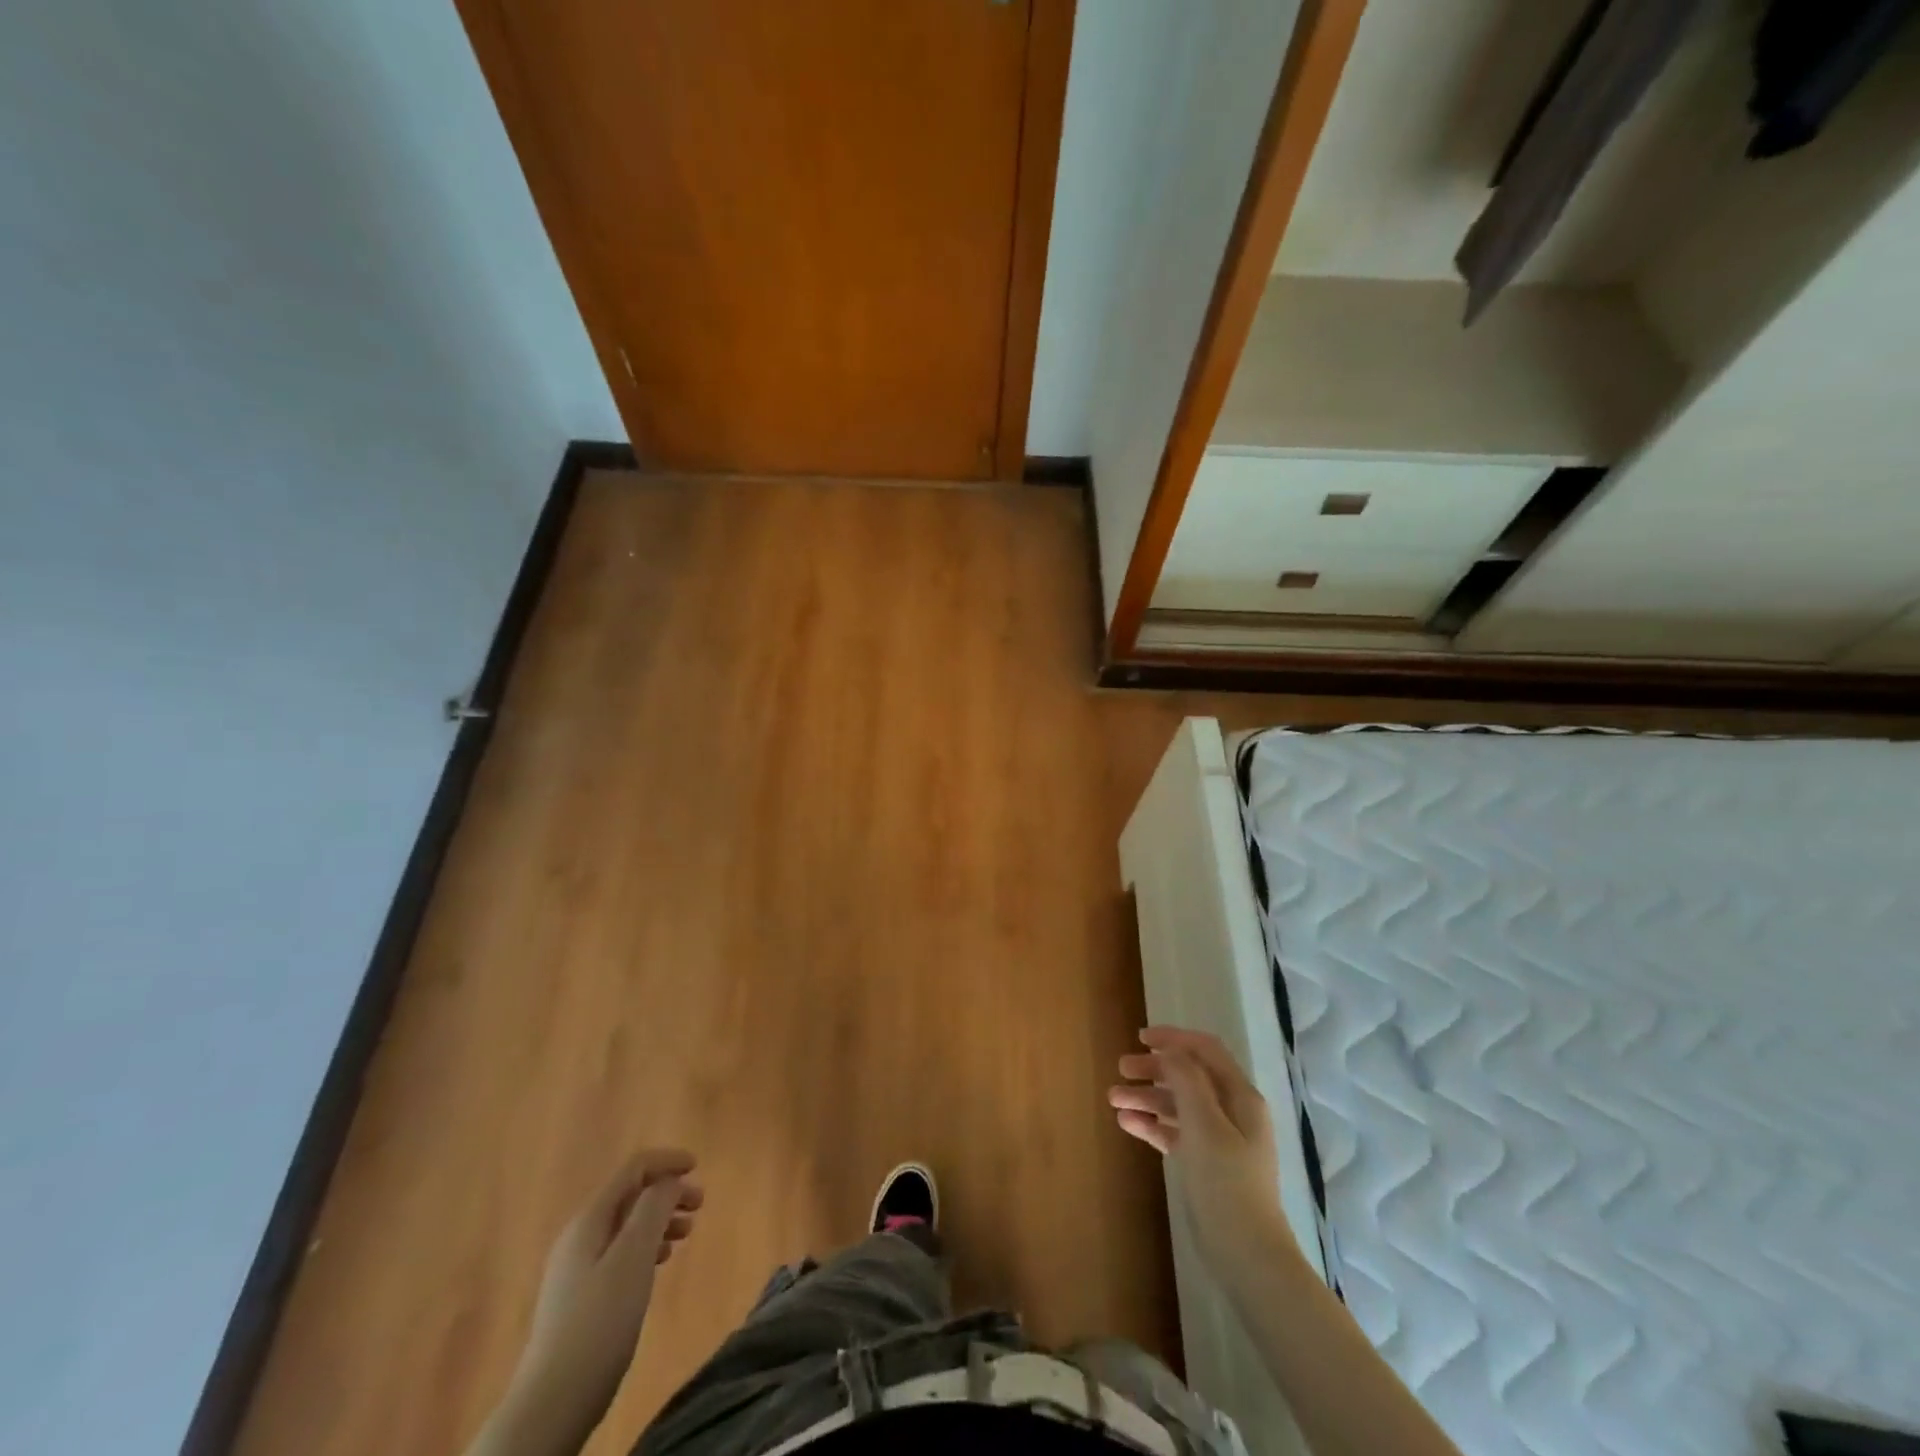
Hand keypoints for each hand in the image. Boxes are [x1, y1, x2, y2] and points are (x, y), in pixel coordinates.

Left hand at [490, 1150, 703, 1455]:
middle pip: (630, 1197)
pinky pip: (620, 1253)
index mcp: (589, 1220)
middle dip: (667, 1193)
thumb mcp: (633, 1257)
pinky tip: (659, 1264)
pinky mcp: (581, 1298)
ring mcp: (577, 1269)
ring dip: (659, 1221)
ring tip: (686, 1236)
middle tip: (699, 1206)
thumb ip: (653, 1209)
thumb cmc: (599, 1321)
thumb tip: (668, 1181)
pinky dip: (646, 1246)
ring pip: (626, 1226)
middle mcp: (580, 1237)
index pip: (632, 1170)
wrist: (552, 1403)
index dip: (666, 1162)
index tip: (698, 1167)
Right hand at [1109, 1027, 1296, 1275]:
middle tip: (1121, 1070)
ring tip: (1114, 1100)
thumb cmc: (1226, 1183)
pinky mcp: (1205, 1164)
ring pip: (1178, 1105)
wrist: (1246, 1256)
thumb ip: (1187, 1081)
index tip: (1140, 1039)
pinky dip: (1152, 1124)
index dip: (1174, 1039)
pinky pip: (1175, 1132)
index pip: (1206, 1051)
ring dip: (1147, 1097)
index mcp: (1240, 1097)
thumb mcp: (1205, 1125)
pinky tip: (1127, 1124)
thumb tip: (1171, 1050)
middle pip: (1188, 1076)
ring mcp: (1219, 1139)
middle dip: (1154, 1069)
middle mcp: (1232, 1112)